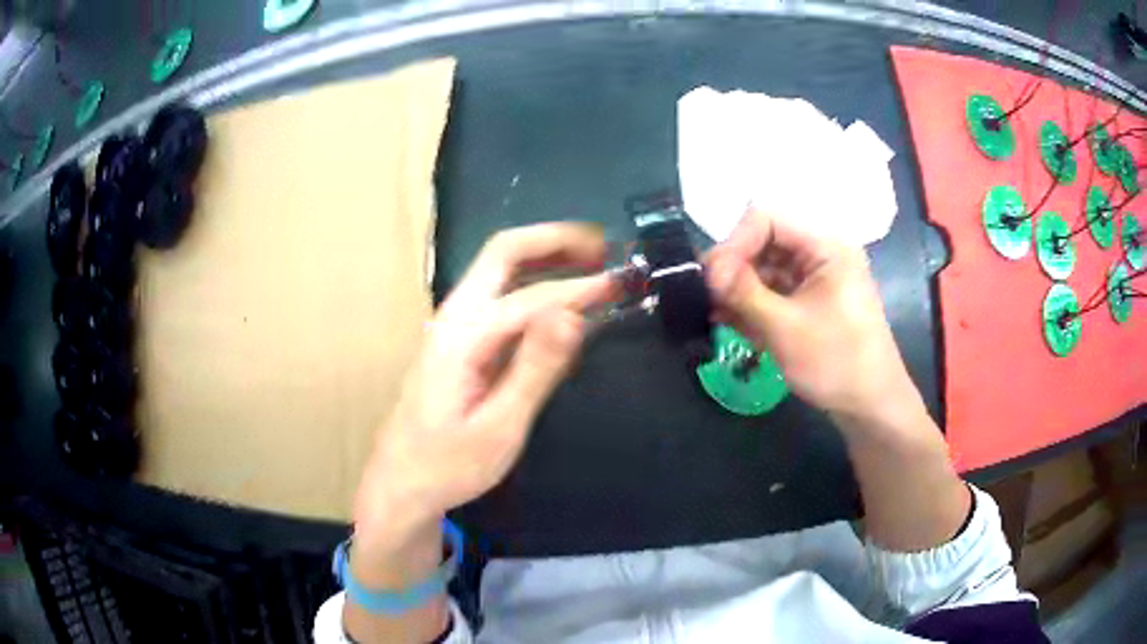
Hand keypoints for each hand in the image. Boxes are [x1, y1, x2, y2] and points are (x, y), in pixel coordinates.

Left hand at [354, 223, 617, 541]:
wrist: (402, 481)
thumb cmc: (449, 464)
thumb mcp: (499, 427)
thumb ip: (534, 368)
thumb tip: (573, 315)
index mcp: (463, 336)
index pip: (531, 297)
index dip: (581, 288)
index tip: (622, 285)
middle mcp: (455, 315)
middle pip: (503, 252)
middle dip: (555, 240)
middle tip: (603, 245)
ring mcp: (454, 324)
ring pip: (500, 267)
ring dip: (546, 254)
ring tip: (592, 257)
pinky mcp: (460, 338)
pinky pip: (500, 292)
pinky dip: (535, 279)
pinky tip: (562, 293)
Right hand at [705, 208, 918, 423]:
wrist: (871, 406)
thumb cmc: (835, 362)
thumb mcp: (784, 327)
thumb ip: (743, 292)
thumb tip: (706, 269)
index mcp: (825, 247)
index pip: (767, 220)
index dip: (734, 243)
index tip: (711, 279)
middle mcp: (821, 254)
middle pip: (765, 243)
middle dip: (734, 268)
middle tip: (705, 297)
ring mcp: (817, 279)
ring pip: (766, 269)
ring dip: (739, 289)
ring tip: (713, 313)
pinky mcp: (811, 302)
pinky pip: (775, 292)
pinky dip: (753, 304)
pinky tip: (731, 322)